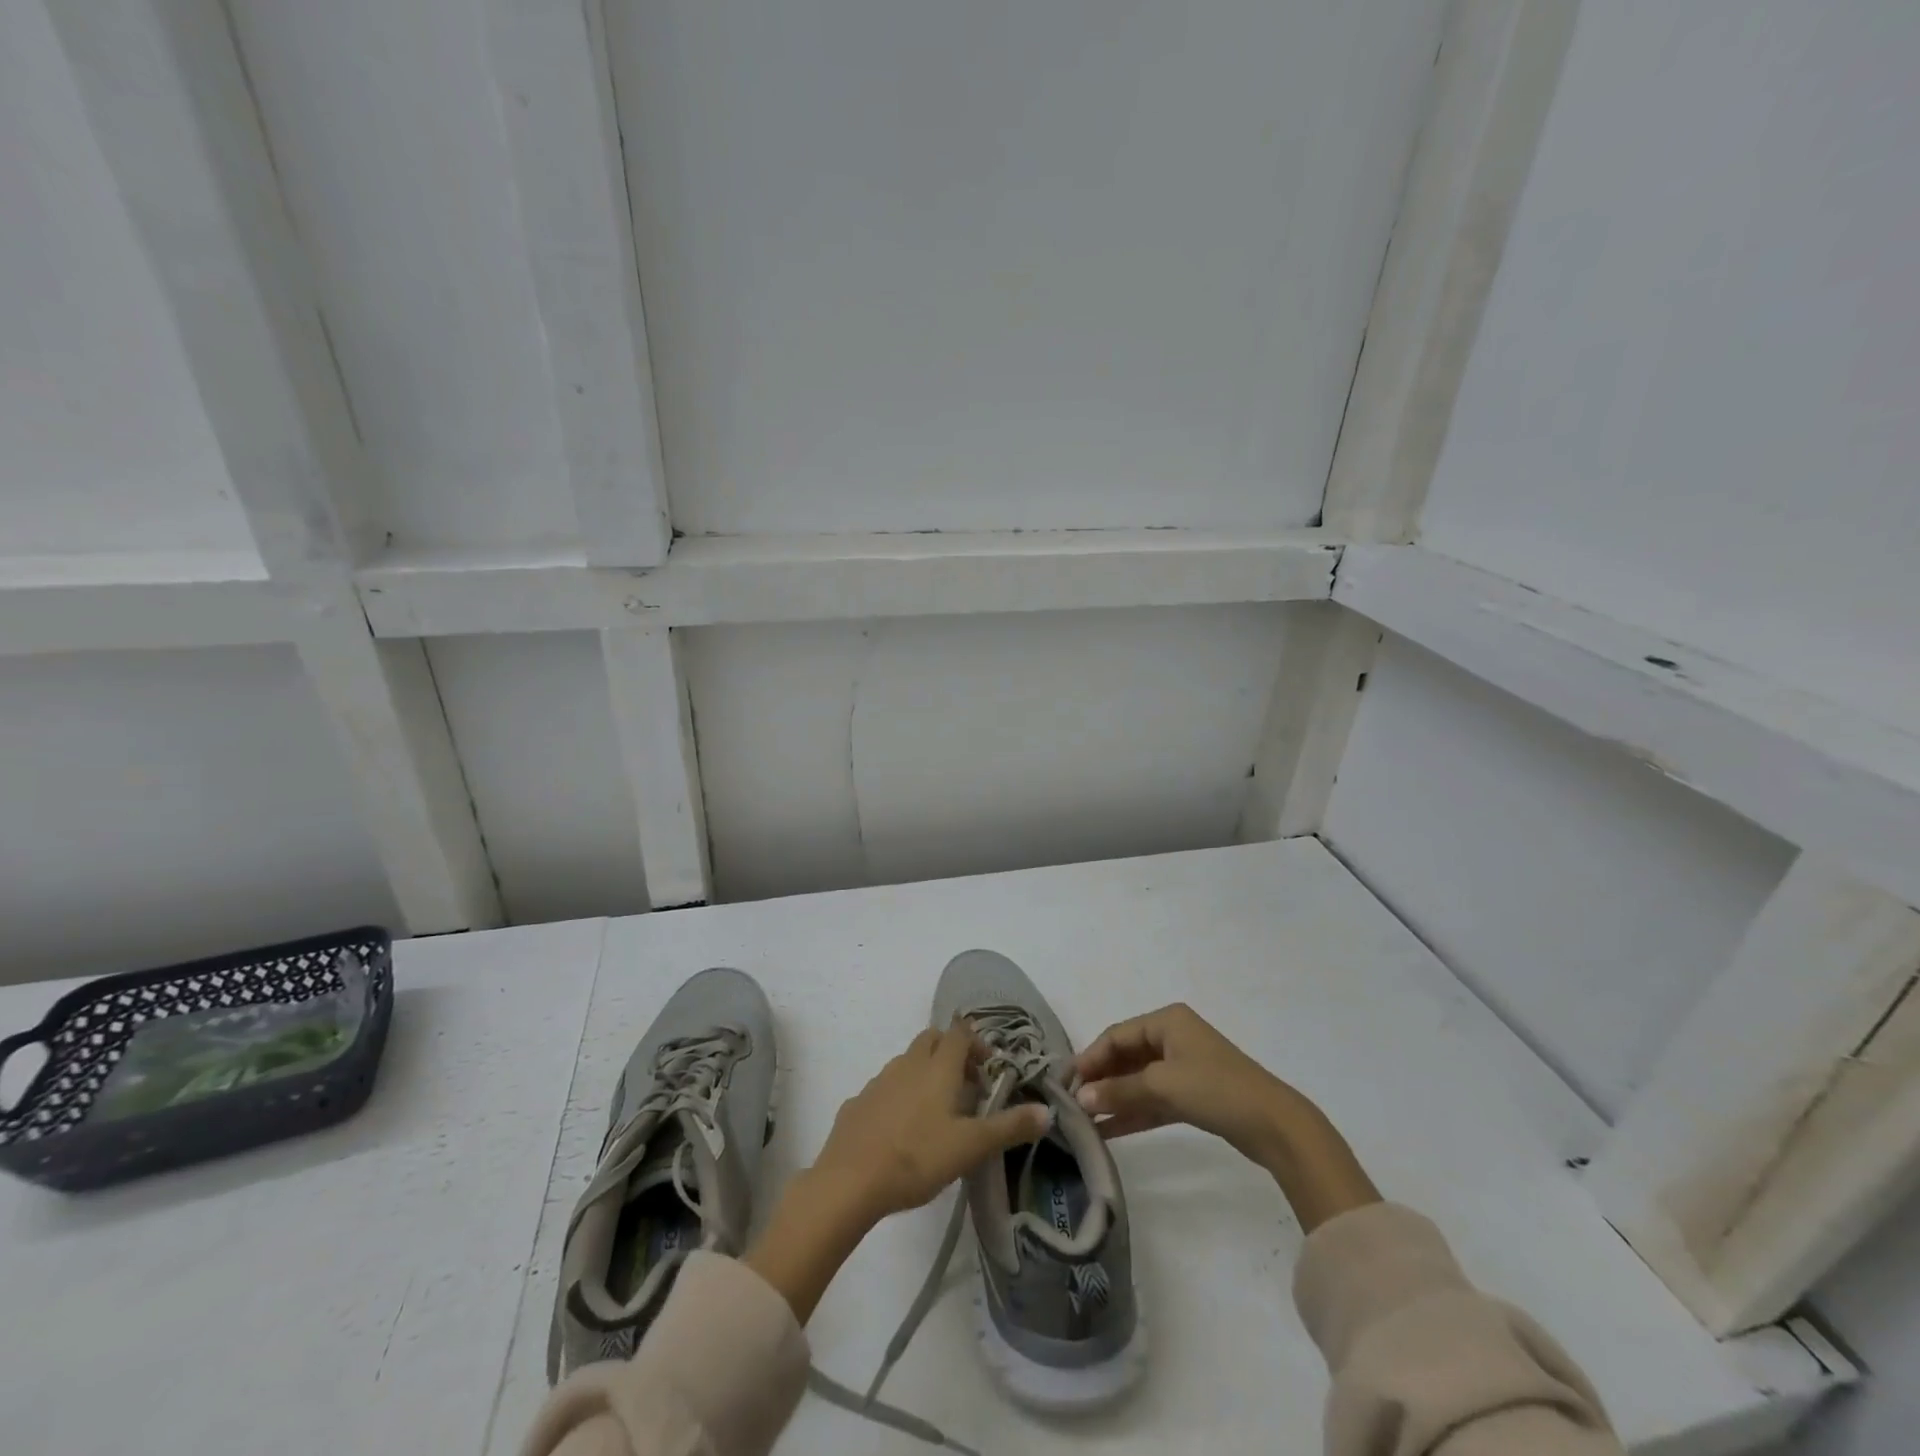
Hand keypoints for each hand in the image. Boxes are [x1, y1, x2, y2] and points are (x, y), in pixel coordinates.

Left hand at [814, 1024, 1050, 1222]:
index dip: (976, 1043)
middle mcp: (908, 1064)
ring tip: (937, 1111)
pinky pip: (884, 1089)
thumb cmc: (917, 1157)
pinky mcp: (857, 1102)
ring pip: (907, 1062)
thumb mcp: (971, 1146)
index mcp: (938, 1067)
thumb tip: (1047, 1111)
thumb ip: (1009, 1127)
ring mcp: (878, 1081)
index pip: (959, 1033)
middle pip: (932, 1039)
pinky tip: (901, 1130)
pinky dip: (899, 1097)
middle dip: (951, 1052)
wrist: (850, 1180)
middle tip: (967, 1085)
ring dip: (925, 1073)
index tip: (989, 1069)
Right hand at [1073, 1003, 1379, 1231]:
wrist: (1275, 1125)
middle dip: (1100, 1080)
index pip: (1116, 1035)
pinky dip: (1133, 1112)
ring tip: (1084, 1122)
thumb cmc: (1216, 1089)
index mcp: (1167, 1020)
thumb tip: (1080, 1098)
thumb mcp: (1163, 1085)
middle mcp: (1173, 1037)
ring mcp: (1184, 1066)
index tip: (1066, 1083)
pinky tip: (1109, 1131)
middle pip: (1125, 1056)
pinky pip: (1153, 1099)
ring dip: (1114, 1099)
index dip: (1090, 1058)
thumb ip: (1119, 1091)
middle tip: (1072, 1104)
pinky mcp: (1193, 1095)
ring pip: (1138, 1080)